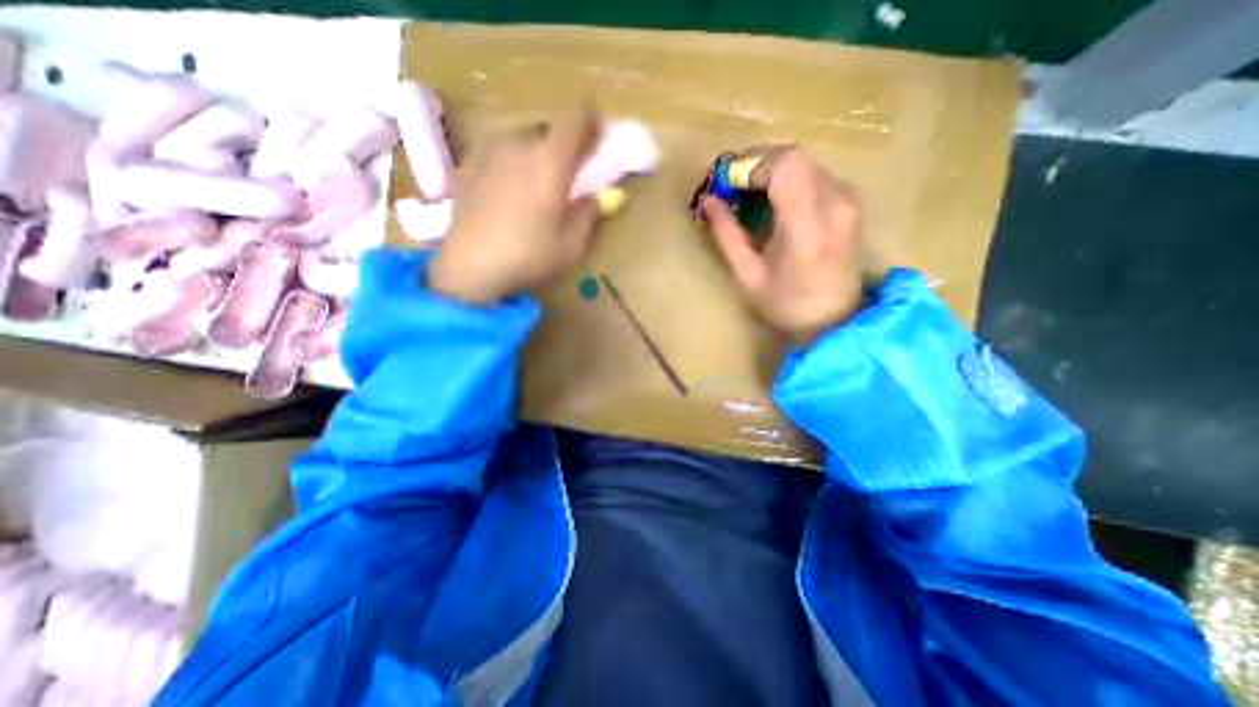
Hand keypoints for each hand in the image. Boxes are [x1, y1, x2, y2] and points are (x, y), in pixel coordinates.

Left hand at [427, 107, 602, 302]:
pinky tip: (508, 194)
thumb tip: (593, 197)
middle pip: (548, 133)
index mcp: (550, 163)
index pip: (575, 123)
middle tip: (566, 174)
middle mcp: (519, 147)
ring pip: (521, 143)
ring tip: (535, 188)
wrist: (470, 267)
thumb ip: (587, 215)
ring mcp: (490, 154)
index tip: (597, 132)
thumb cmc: (528, 257)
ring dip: (535, 157)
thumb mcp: (571, 246)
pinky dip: (511, 166)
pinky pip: (499, 156)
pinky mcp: (469, 166)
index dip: (590, 122)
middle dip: (562, 149)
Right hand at [698, 146, 865, 343]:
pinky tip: (776, 201)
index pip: (784, 165)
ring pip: (805, 161)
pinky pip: (816, 172)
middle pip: (795, 156)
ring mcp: (848, 200)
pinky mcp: (851, 201)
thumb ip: (727, 234)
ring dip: (773, 170)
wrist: (835, 319)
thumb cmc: (786, 305)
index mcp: (806, 227)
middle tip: (734, 188)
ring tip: (751, 195)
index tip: (728, 185)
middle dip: (758, 164)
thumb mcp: (748, 275)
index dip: (751, 165)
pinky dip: (790, 178)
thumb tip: (707, 201)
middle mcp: (834, 203)